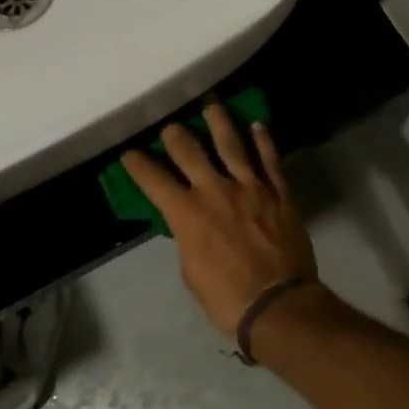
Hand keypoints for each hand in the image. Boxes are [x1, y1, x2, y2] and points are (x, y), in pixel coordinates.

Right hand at [123, 105, 317, 337]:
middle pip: (191, 152)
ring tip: (211, 105)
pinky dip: (263, 141)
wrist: (277, 302)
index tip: (130, 153)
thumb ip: (188, 238)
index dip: (139, 165)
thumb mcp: (191, 271)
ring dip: (219, 123)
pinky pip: (270, 160)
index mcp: (187, 213)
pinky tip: (257, 126)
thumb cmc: (226, 297)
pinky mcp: (278, 193)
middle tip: (170, 125)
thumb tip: (190, 224)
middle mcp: (216, 191)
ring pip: (232, 145)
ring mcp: (250, 187)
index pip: (155, 181)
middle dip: (176, 136)